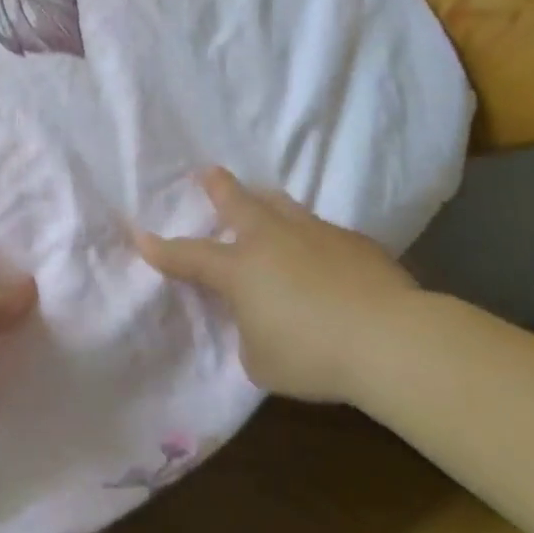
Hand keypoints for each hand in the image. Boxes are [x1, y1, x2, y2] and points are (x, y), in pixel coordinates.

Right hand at [136, 167, 419, 404]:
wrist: (393, 340)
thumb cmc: (312, 355)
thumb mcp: (260, 360)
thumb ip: (250, 334)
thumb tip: (259, 321)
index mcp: (239, 269)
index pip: (189, 256)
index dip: (162, 249)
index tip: (140, 236)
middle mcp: (272, 241)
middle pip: (239, 204)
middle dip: (219, 188)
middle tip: (208, 172)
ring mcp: (316, 236)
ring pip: (283, 207)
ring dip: (267, 203)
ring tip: (264, 199)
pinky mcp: (355, 244)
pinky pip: (322, 232)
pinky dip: (311, 238)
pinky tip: (320, 254)